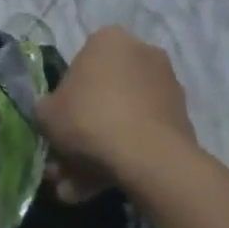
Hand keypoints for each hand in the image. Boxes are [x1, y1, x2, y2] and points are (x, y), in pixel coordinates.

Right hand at [37, 27, 196, 200]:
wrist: (148, 157)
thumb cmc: (89, 120)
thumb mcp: (46, 114)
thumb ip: (46, 110)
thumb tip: (52, 115)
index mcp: (108, 40)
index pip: (79, 65)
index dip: (65, 98)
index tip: (60, 125)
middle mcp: (142, 53)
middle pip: (103, 94)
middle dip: (83, 131)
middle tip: (66, 163)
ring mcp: (166, 86)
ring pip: (123, 118)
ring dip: (101, 149)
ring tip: (80, 187)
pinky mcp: (182, 118)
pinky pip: (143, 135)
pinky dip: (125, 157)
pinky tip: (103, 187)